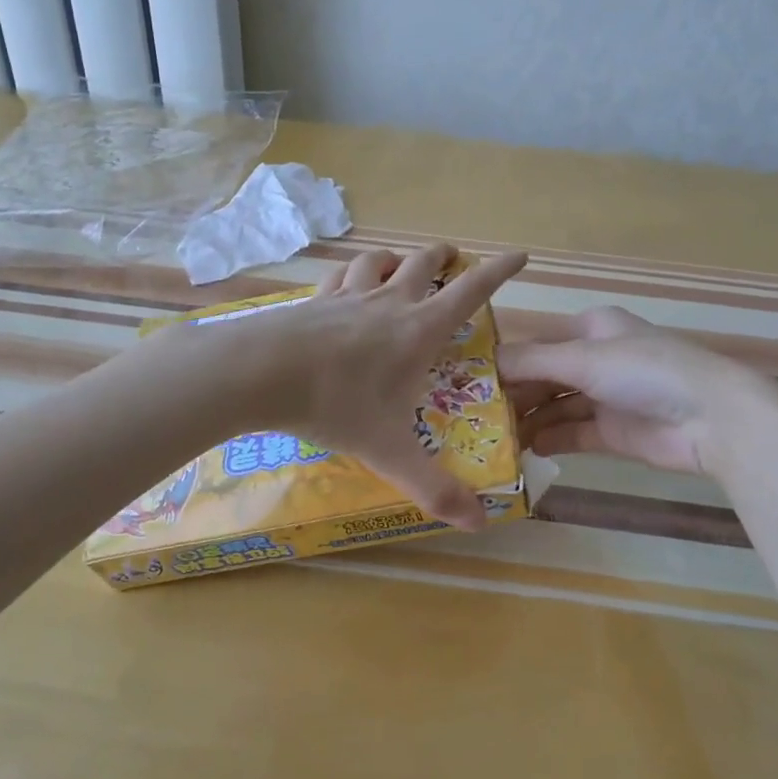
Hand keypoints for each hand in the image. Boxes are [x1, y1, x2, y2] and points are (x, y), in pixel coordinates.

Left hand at [203, 244, 526, 527]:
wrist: (258, 372)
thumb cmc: (334, 405)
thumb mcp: (387, 452)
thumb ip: (434, 487)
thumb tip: (480, 523)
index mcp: (418, 330)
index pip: (471, 291)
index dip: (499, 271)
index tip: (519, 256)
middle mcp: (389, 302)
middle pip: (425, 263)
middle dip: (445, 257)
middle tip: (454, 259)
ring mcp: (348, 295)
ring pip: (379, 261)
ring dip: (396, 260)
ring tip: (400, 268)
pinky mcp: (314, 299)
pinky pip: (340, 275)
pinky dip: (352, 273)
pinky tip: (345, 285)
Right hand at [500, 306, 774, 477]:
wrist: (713, 418)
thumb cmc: (645, 371)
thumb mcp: (584, 358)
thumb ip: (531, 362)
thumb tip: (484, 364)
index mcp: (590, 329)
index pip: (536, 344)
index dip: (504, 362)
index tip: (468, 383)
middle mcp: (595, 359)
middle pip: (543, 377)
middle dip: (513, 396)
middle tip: (473, 418)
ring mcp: (605, 397)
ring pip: (554, 407)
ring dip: (527, 421)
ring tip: (491, 439)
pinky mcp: (613, 433)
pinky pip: (571, 434)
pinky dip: (549, 440)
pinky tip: (524, 450)